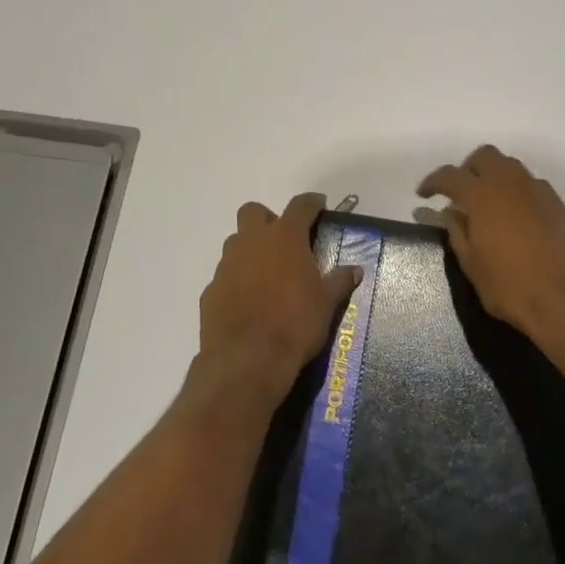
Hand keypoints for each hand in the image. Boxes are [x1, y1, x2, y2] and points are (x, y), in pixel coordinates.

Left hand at [199, 192, 360, 391]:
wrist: (247, 360)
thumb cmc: (295, 324)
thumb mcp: (326, 303)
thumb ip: (339, 281)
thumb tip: (354, 269)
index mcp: (284, 238)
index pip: (300, 206)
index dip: (311, 203)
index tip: (319, 205)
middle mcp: (251, 243)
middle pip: (253, 212)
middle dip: (268, 219)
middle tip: (285, 241)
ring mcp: (226, 266)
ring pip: (235, 243)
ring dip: (250, 250)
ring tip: (268, 274)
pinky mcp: (210, 291)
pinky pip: (225, 276)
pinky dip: (237, 281)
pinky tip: (249, 302)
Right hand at [417, 145, 564, 342]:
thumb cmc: (510, 286)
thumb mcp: (472, 265)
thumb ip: (458, 233)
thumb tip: (452, 214)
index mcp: (483, 195)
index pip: (451, 175)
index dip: (434, 182)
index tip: (424, 194)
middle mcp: (511, 183)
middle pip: (485, 156)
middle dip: (468, 169)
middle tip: (459, 194)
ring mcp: (538, 191)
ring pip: (511, 167)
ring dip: (494, 177)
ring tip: (488, 204)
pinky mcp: (558, 204)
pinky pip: (531, 185)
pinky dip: (516, 192)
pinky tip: (514, 217)